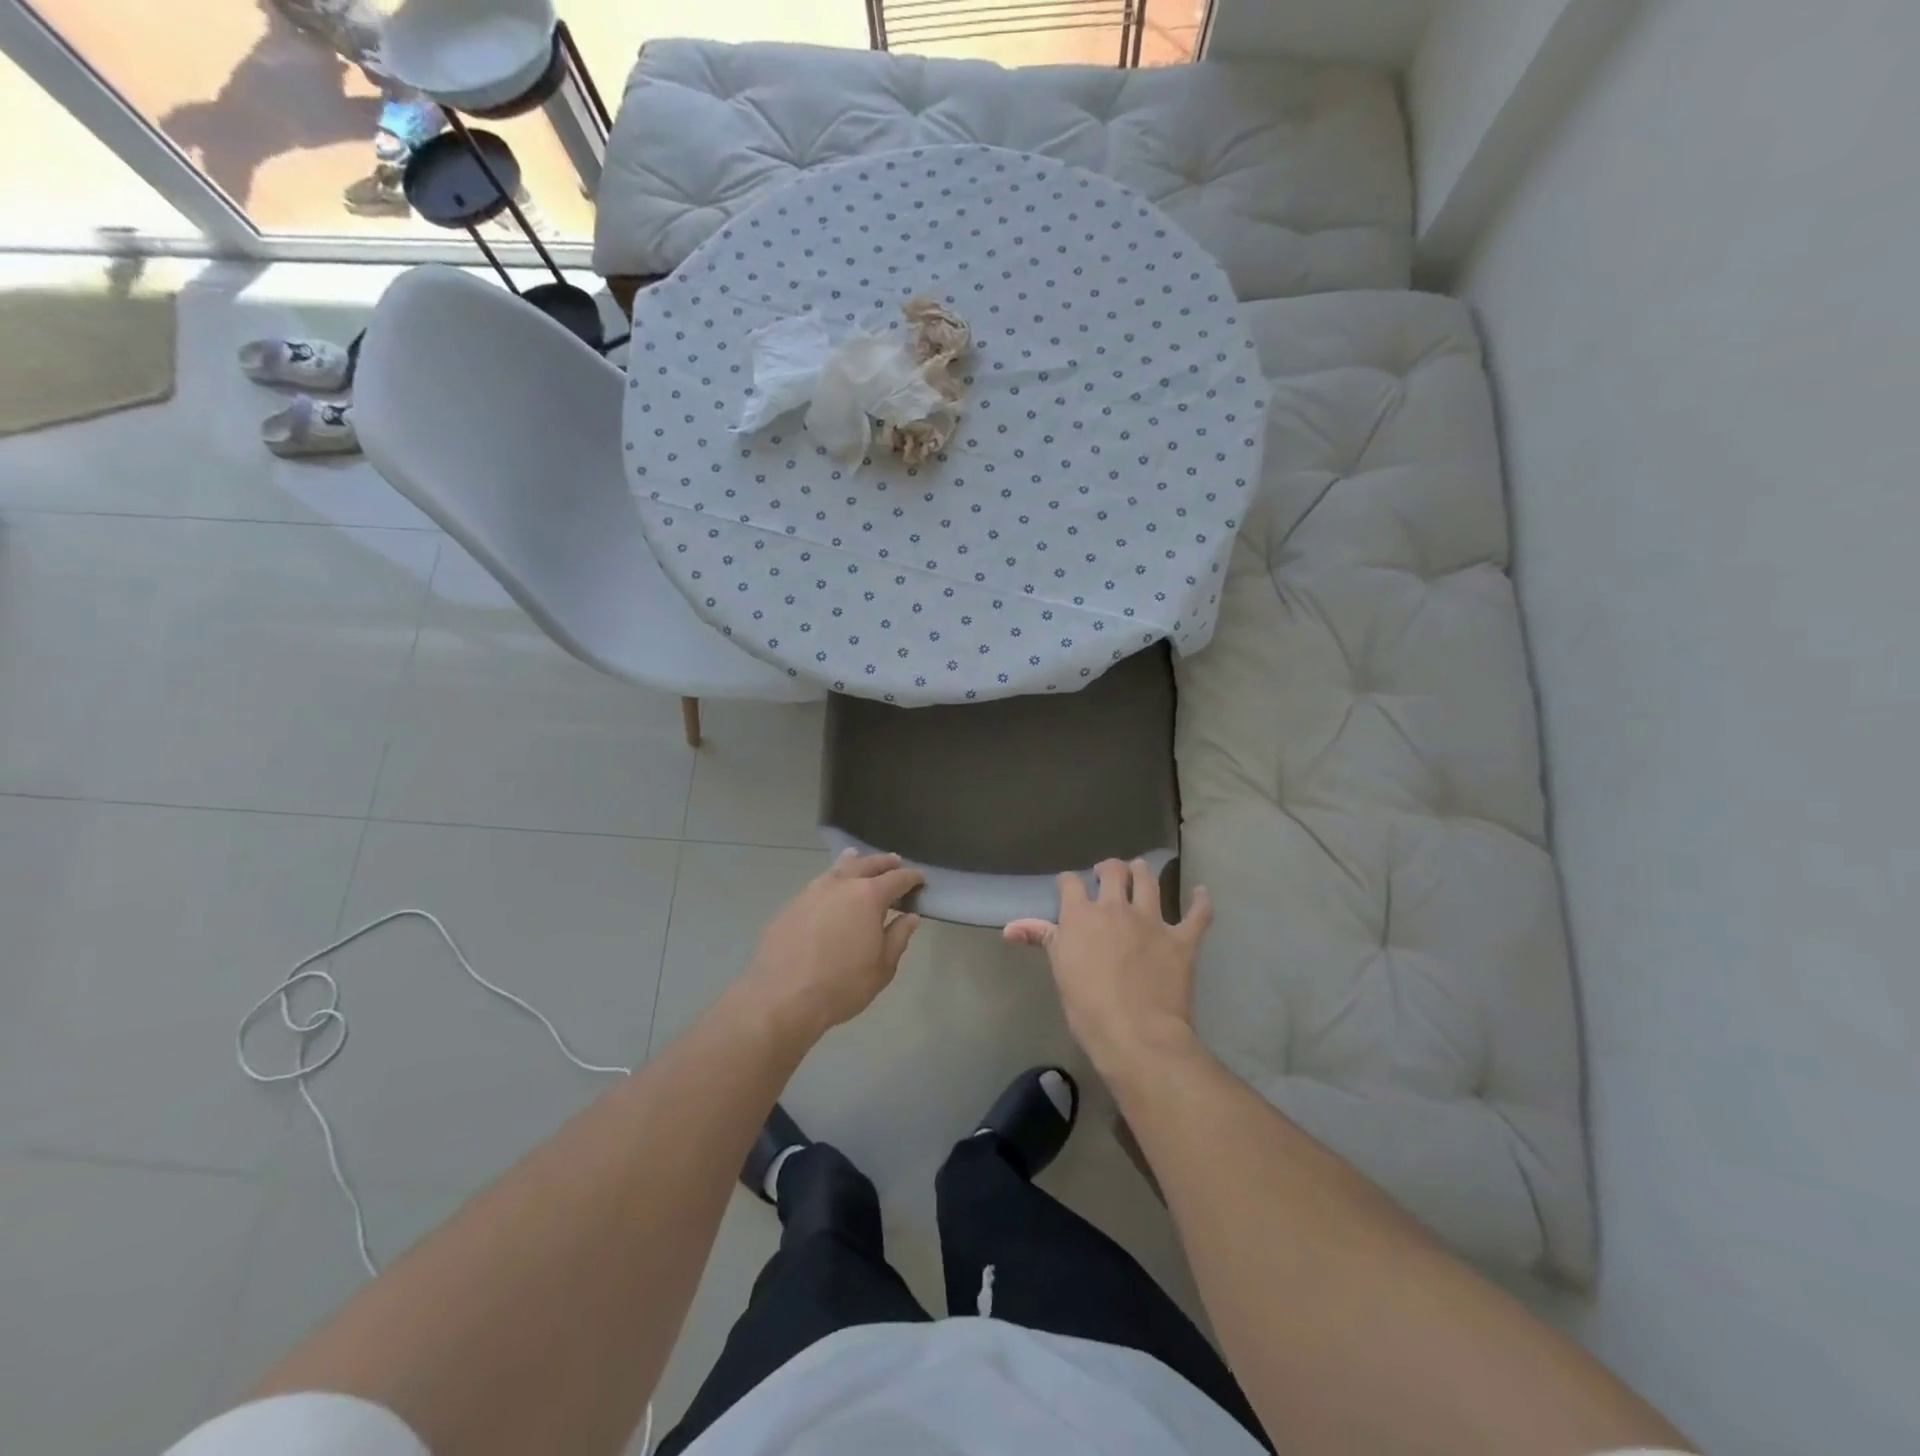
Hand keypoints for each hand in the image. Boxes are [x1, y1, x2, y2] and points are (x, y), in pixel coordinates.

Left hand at [744, 849, 923, 1041]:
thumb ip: (898, 937)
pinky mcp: (791, 905)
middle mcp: (841, 885)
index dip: (911, 878)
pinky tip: (829, 890)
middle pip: (866, 864)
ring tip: (857, 858)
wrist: (782, 998)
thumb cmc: (842, 985)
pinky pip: (817, 885)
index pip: (897, 879)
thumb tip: (909, 917)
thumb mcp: (882, 967)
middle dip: (883, 863)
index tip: (920, 880)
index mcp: (868, 896)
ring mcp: (812, 892)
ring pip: (837, 869)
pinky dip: (830, 881)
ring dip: (852, 863)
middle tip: (894, 862)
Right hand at [1005, 859, 1211, 1080]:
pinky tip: (1201, 893)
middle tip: (1108, 875)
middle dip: (1109, 869)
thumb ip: (1041, 939)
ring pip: (1149, 881)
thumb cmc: (1087, 1006)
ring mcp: (1152, 920)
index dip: (1068, 883)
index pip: (1070, 883)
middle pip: (1113, 871)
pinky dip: (1201, 902)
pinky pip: (1197, 914)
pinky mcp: (1182, 939)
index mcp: (1082, 915)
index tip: (1068, 888)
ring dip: (1143, 873)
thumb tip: (1010, 927)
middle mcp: (1116, 908)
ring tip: (1140, 873)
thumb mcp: (1059, 970)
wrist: (1136, 1033)